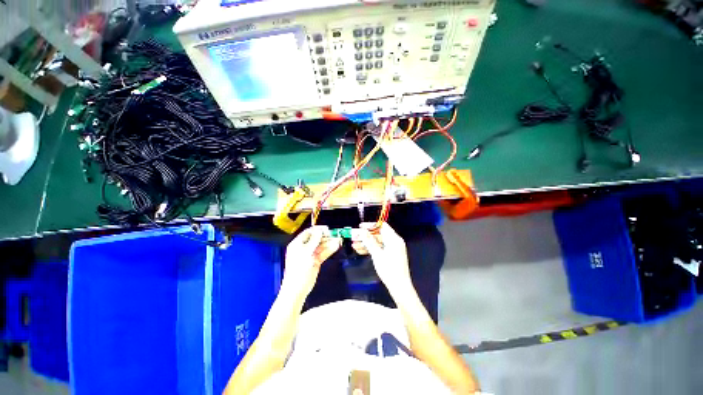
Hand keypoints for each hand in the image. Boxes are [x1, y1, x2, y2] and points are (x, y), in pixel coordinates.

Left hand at [282, 226, 340, 299]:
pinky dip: (329, 250)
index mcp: (297, 244)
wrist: (297, 289)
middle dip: (326, 236)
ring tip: (338, 240)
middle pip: (316, 239)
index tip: (327, 229)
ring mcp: (310, 255)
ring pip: (321, 246)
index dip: (318, 230)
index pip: (308, 232)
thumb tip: (319, 231)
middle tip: (335, 234)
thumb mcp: (306, 253)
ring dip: (329, 243)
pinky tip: (336, 246)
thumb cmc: (299, 269)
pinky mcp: (315, 261)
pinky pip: (323, 253)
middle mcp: (304, 248)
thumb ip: (314, 241)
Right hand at [352, 223, 412, 294]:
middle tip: (354, 237)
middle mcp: (394, 241)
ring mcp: (393, 249)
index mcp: (394, 239)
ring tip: (354, 245)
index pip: (382, 226)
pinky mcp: (390, 255)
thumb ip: (369, 241)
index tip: (360, 227)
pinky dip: (371, 249)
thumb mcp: (377, 254)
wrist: (399, 287)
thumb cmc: (389, 269)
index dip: (371, 225)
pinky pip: (380, 248)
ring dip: (366, 243)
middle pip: (378, 234)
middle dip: (366, 236)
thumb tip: (362, 231)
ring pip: (377, 242)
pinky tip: (360, 251)